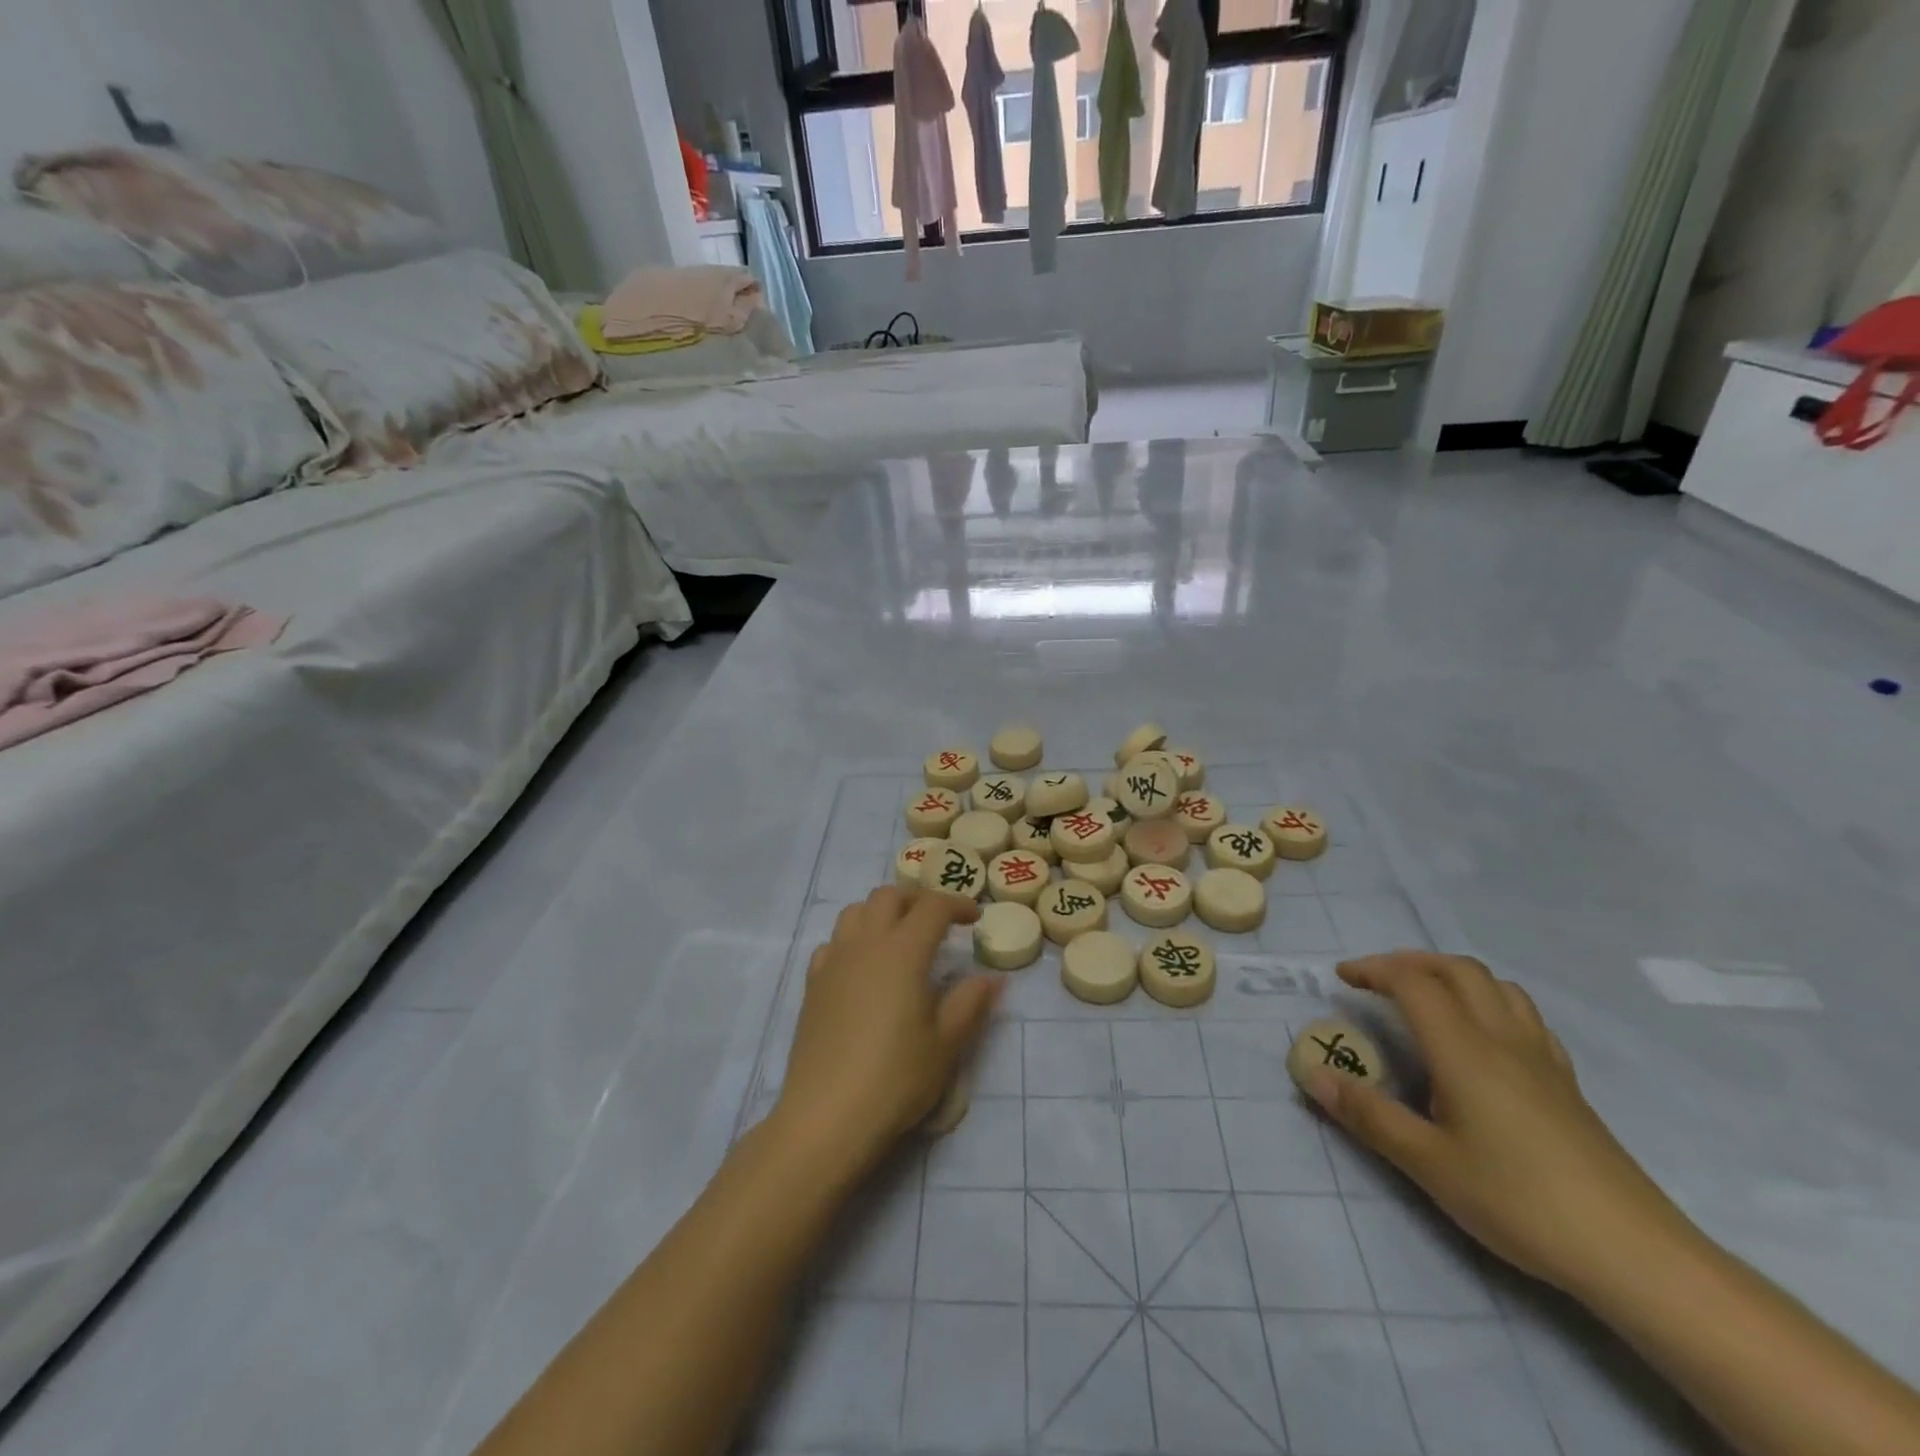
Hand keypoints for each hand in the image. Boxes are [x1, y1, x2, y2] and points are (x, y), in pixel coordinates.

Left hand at [774, 886, 1001, 1178]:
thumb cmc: (895, 1078)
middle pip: (889, 896)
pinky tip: (862, 967)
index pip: (932, 907)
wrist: (827, 1116)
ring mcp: (834, 962)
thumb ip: (969, 1003)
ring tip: (899, 937)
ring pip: (855, 911)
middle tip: (938, 922)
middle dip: (917, 900)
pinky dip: (852, 940)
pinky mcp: (812, 985)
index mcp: (903, 952)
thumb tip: (992, 977)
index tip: (975, 918)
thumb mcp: (945, 1044)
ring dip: (881, 912)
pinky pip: (833, 942)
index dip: (957, 904)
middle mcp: (866, 944)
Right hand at [1304, 950, 1692, 1295]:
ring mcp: (1541, 1059)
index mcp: (1464, 1050)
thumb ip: (1367, 1114)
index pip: (1413, 983)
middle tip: (1377, 979)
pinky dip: (1490, 1001)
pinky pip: (1524, 1015)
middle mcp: (1502, 1039)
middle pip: (1457, 970)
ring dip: (1452, 975)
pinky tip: (1482, 1035)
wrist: (1635, 1253)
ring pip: (1496, 986)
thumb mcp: (1428, 1164)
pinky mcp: (1566, 1083)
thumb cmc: (1519, 1202)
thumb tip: (1312, 1074)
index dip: (1374, 969)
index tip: (1342, 978)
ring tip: (1426, 996)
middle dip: (1411, 962)